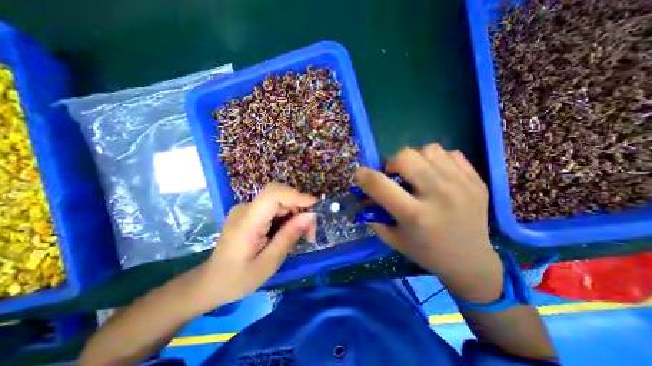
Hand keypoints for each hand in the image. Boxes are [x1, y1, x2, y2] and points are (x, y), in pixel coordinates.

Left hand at [194, 184, 316, 307]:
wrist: (211, 282)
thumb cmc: (237, 279)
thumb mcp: (268, 263)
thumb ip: (289, 237)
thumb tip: (311, 215)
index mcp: (246, 222)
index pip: (273, 194)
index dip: (296, 195)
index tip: (316, 206)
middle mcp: (245, 208)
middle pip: (280, 196)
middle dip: (300, 209)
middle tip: (310, 232)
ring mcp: (247, 209)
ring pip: (280, 201)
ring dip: (296, 214)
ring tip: (303, 235)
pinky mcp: (251, 213)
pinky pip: (275, 208)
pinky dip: (288, 217)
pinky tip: (289, 232)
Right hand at [356, 144, 503, 301]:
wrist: (471, 261)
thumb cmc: (425, 251)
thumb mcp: (392, 238)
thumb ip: (373, 214)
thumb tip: (363, 194)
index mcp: (415, 215)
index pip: (380, 184)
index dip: (363, 175)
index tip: (360, 175)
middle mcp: (439, 195)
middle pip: (405, 156)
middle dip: (391, 163)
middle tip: (395, 176)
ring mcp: (462, 184)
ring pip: (428, 149)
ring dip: (415, 159)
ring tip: (417, 174)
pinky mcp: (476, 180)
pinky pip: (449, 153)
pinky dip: (436, 160)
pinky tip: (437, 175)